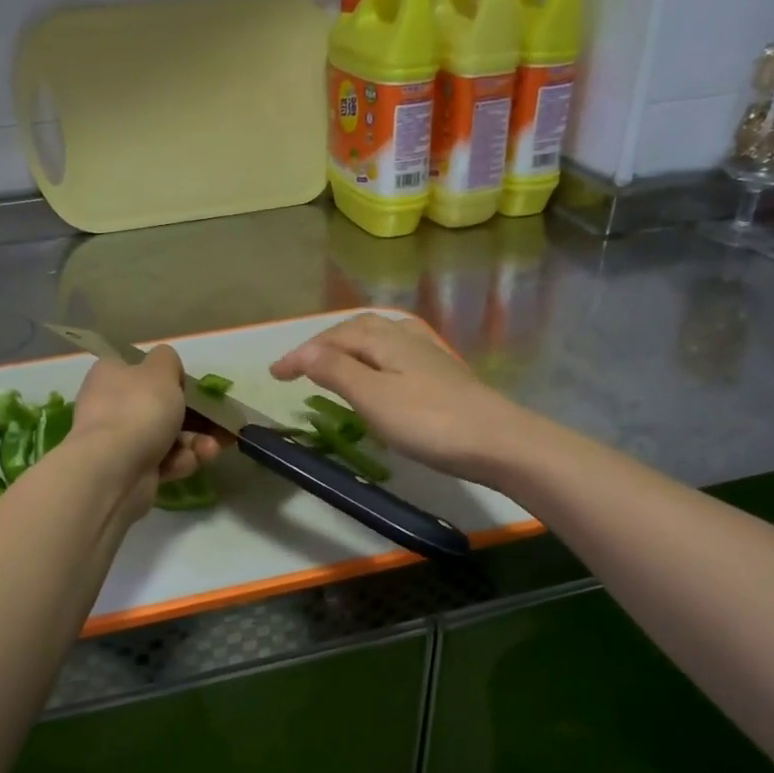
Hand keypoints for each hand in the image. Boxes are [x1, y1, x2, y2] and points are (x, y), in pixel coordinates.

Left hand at [68, 345, 223, 516]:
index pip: (139, 370)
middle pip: (159, 407)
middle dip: (194, 416)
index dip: (167, 377)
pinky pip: (163, 461)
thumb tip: (168, 370)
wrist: (114, 470)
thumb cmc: (139, 409)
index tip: (189, 387)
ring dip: (195, 441)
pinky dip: (180, 461)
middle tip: (217, 421)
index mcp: (110, 375)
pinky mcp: (130, 471)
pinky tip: (192, 462)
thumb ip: (168, 361)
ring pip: (167, 436)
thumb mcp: (161, 370)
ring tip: (212, 448)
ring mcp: (119, 441)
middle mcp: (110, 406)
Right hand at [271, 314, 530, 483]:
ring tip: (331, 364)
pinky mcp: (442, 373)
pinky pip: (394, 354)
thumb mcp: (373, 397)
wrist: (498, 442)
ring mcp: (428, 354)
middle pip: (356, 330)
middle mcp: (405, 336)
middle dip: (323, 344)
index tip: (274, 374)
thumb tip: (304, 352)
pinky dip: (372, 358)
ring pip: (378, 339)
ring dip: (348, 348)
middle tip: (298, 366)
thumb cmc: (429, 421)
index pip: (332, 338)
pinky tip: (379, 373)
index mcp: (385, 338)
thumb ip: (336, 371)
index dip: (301, 354)